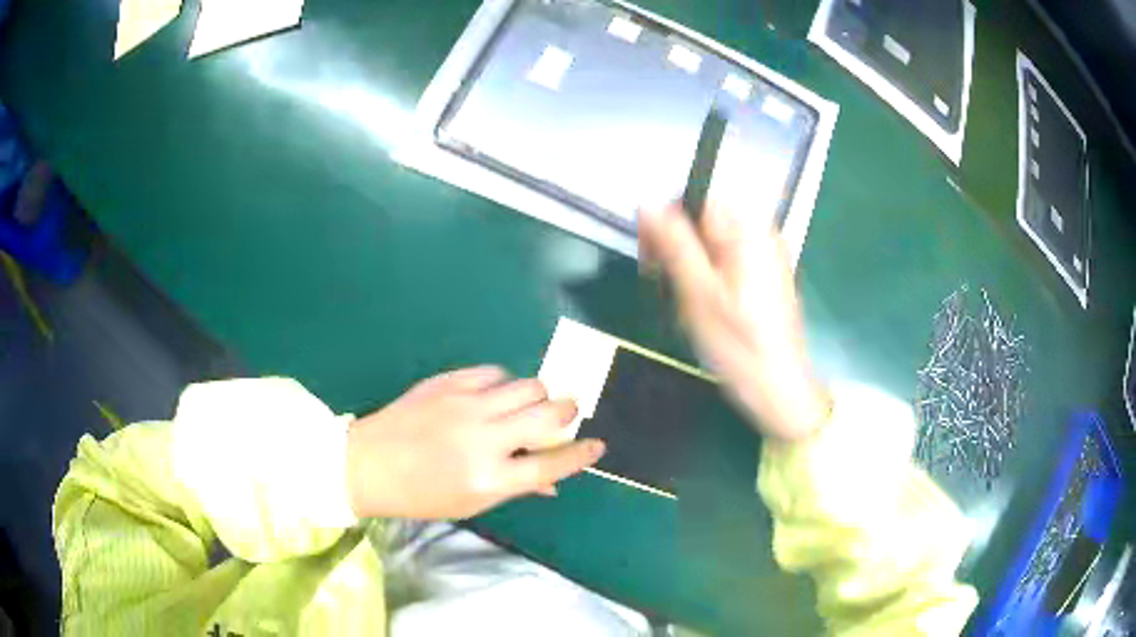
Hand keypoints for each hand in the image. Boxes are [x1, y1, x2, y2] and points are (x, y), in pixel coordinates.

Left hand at [346, 366, 605, 518]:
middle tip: (565, 415)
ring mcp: (465, 405)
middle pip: (548, 414)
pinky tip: (493, 396)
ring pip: (527, 385)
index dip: (581, 453)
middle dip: (567, 412)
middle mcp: (483, 438)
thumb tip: (555, 481)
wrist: (369, 463)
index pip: (552, 463)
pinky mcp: (449, 382)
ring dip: (538, 396)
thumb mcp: (471, 503)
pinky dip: (503, 384)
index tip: (598, 445)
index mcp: (489, 478)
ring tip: (526, 406)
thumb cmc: (421, 494)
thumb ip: (517, 487)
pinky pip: (495, 372)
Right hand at [638, 201, 829, 441]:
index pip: (696, 197)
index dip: (667, 220)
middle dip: (676, 243)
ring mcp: (765, 255)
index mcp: (748, 230)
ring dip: (688, 263)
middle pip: (704, 219)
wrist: (780, 388)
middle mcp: (760, 233)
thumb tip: (647, 202)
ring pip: (711, 241)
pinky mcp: (764, 275)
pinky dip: (706, 275)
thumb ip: (674, 244)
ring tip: (681, 300)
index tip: (650, 256)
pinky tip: (701, 305)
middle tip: (660, 282)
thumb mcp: (698, 294)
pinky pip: (726, 260)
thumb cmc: (740, 346)